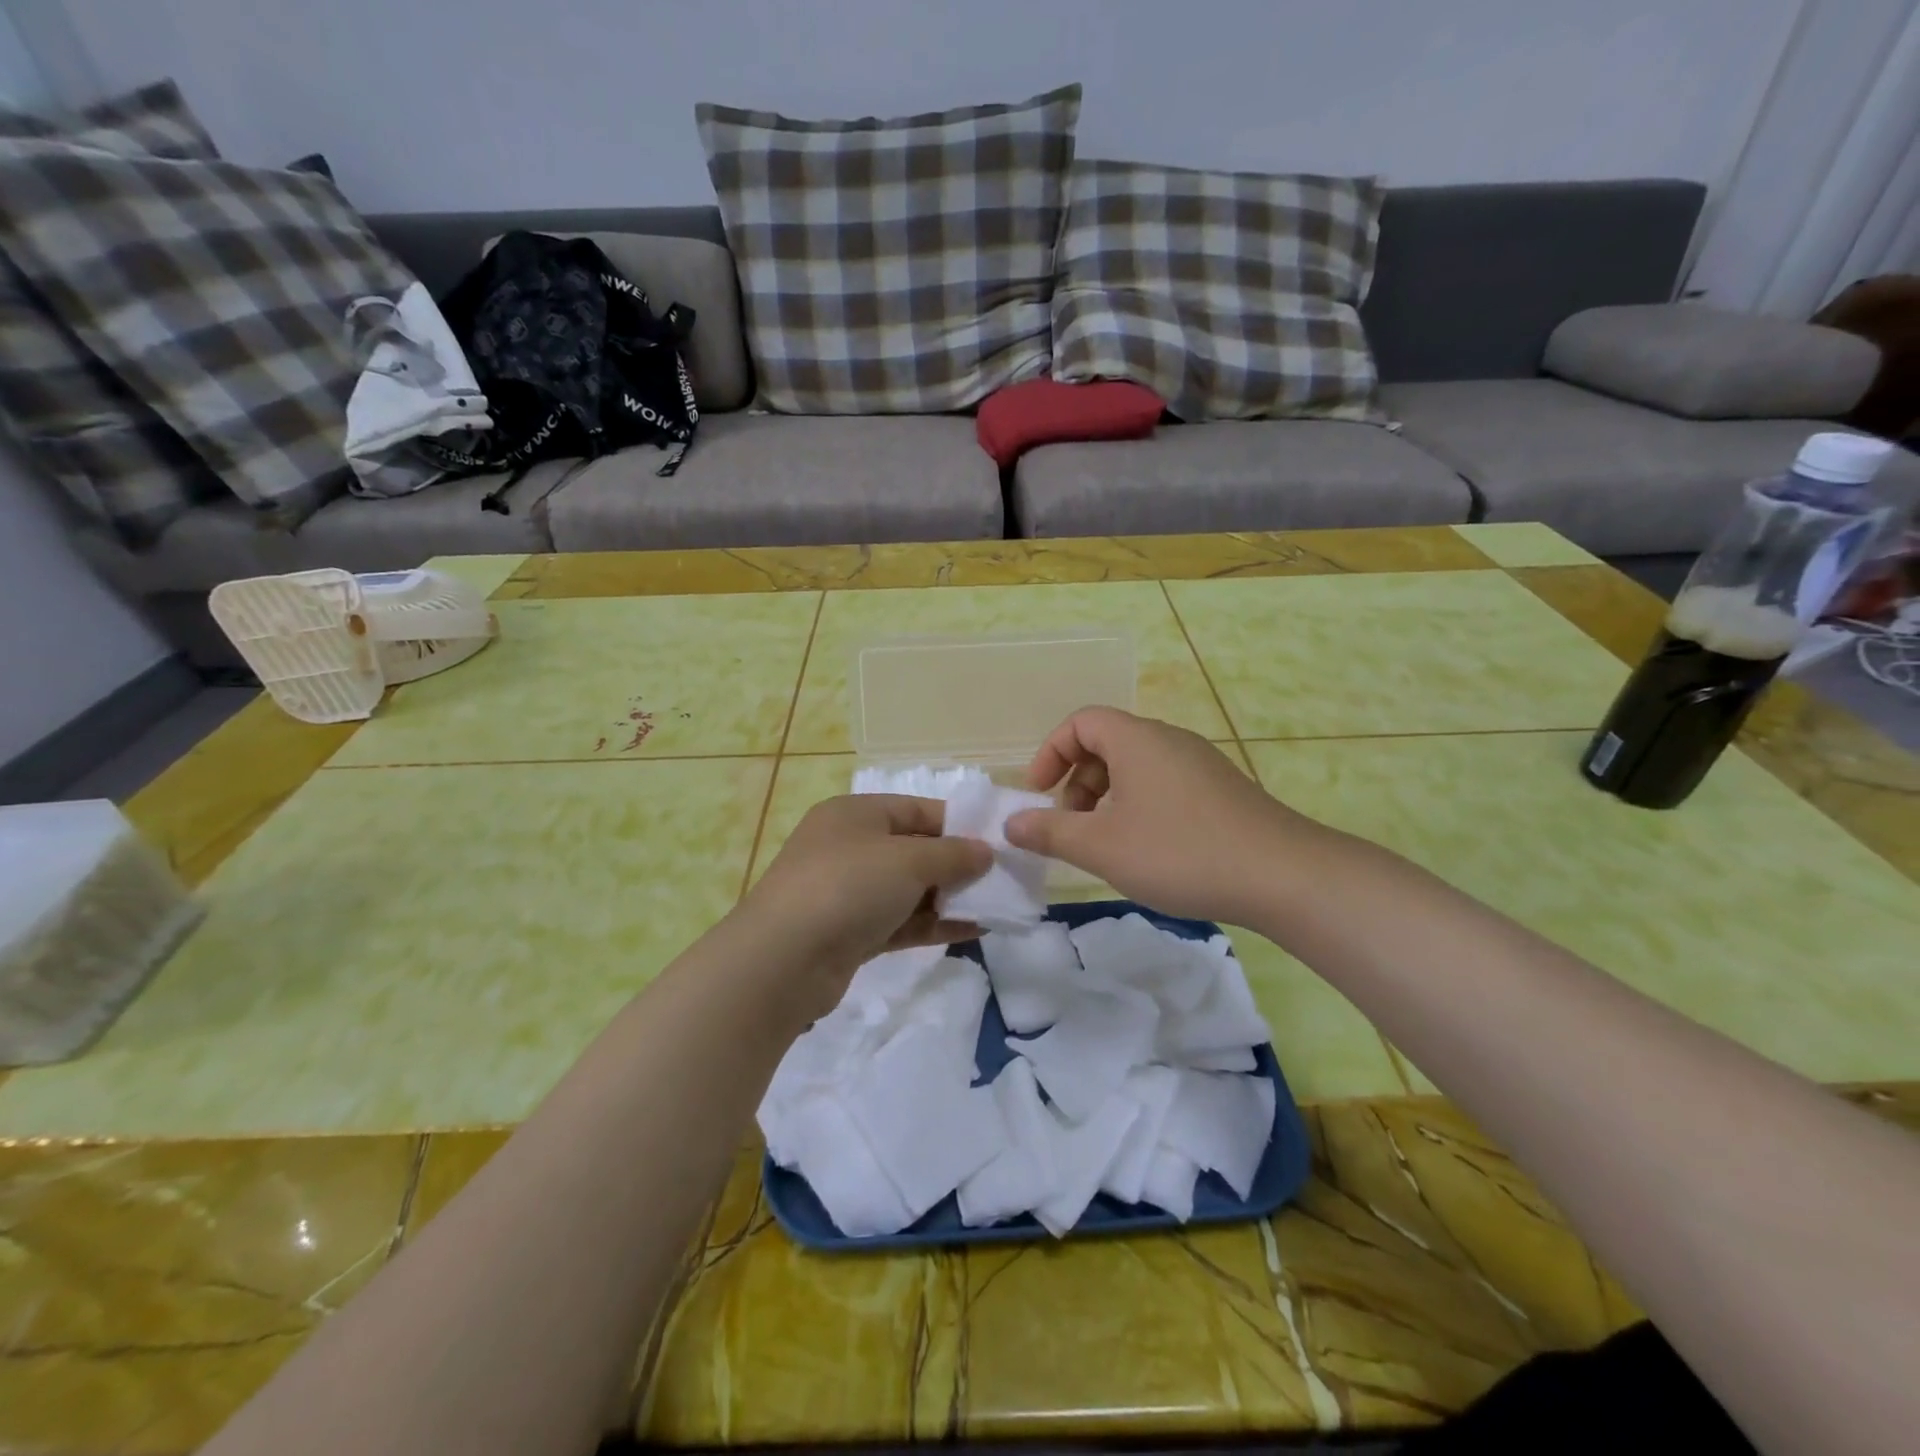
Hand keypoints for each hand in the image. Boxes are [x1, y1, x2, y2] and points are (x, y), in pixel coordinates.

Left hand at [737, 794, 990, 1005]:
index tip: (1000, 842)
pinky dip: (935, 924)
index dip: (960, 824)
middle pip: (915, 849)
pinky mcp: (851, 933)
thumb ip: (953, 854)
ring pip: (910, 889)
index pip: (918, 809)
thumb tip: (985, 852)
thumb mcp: (908, 860)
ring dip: (951, 897)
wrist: (782, 961)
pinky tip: (975, 930)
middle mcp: (850, 847)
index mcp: (856, 814)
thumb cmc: (848, 887)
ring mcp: (848, 892)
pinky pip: (902, 921)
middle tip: (1004, 879)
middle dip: (959, 864)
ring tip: (998, 906)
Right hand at [1004, 707, 1311, 924]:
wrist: (1282, 875)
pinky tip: (1147, 850)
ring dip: (1107, 798)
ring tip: (1105, 843)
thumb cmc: (1180, 851)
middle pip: (1107, 743)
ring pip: (1136, 767)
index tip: (1039, 794)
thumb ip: (1050, 832)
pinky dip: (1139, 806)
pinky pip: (1163, 783)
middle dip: (1077, 782)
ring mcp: (1200, 763)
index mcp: (1137, 740)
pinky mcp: (1220, 789)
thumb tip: (1011, 824)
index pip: (1081, 722)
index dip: (1051, 753)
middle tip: (1071, 827)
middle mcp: (1169, 740)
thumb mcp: (1102, 846)